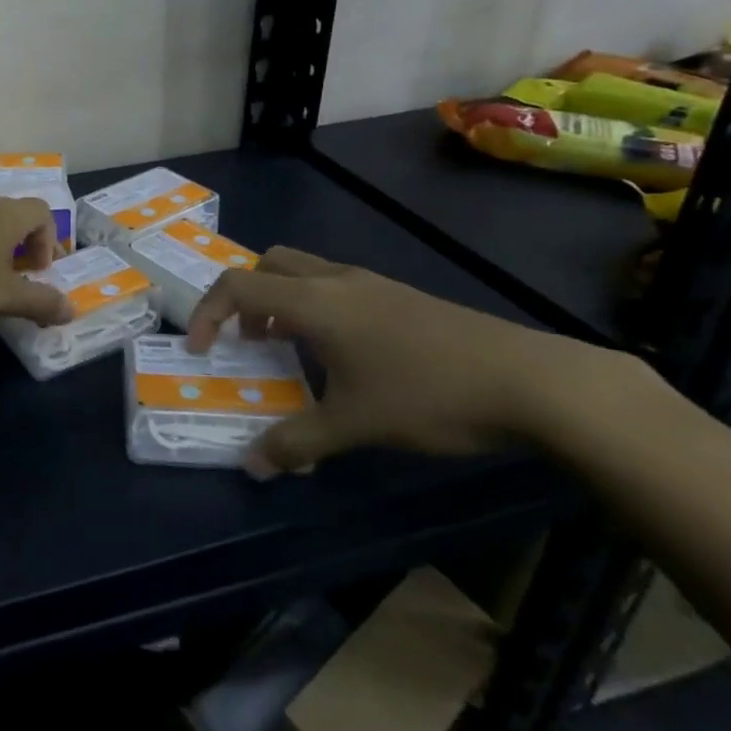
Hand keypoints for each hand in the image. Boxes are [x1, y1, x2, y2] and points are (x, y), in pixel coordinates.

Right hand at [186, 246, 638, 475]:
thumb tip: (253, 467)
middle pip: (268, 264)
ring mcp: (372, 283)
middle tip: (245, 340)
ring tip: (288, 349)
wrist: (530, 381)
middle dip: (244, 297)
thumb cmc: (428, 394)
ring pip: (304, 273)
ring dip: (281, 302)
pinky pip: (336, 287)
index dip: (206, 313)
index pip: (237, 285)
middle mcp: (336, 280)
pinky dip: (315, 308)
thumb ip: (297, 441)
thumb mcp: (355, 424)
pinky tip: (342, 356)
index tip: (199, 350)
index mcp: (313, 301)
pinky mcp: (400, 296)